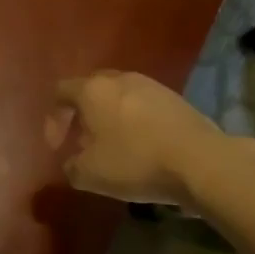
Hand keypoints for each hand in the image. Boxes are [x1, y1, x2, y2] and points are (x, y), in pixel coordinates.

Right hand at [46, 70, 216, 207]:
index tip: (57, 148)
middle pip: (90, 89)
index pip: (60, 92)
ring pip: (119, 96)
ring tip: (113, 147)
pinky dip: (134, 122)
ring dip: (109, 118)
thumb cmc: (136, 161)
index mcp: (92, 90)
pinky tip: (142, 147)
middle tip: (81, 141)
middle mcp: (119, 79)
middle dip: (81, 115)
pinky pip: (143, 106)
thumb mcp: (91, 174)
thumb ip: (71, 167)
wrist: (201, 161)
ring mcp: (150, 86)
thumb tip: (72, 163)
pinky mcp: (175, 99)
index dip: (53, 120)